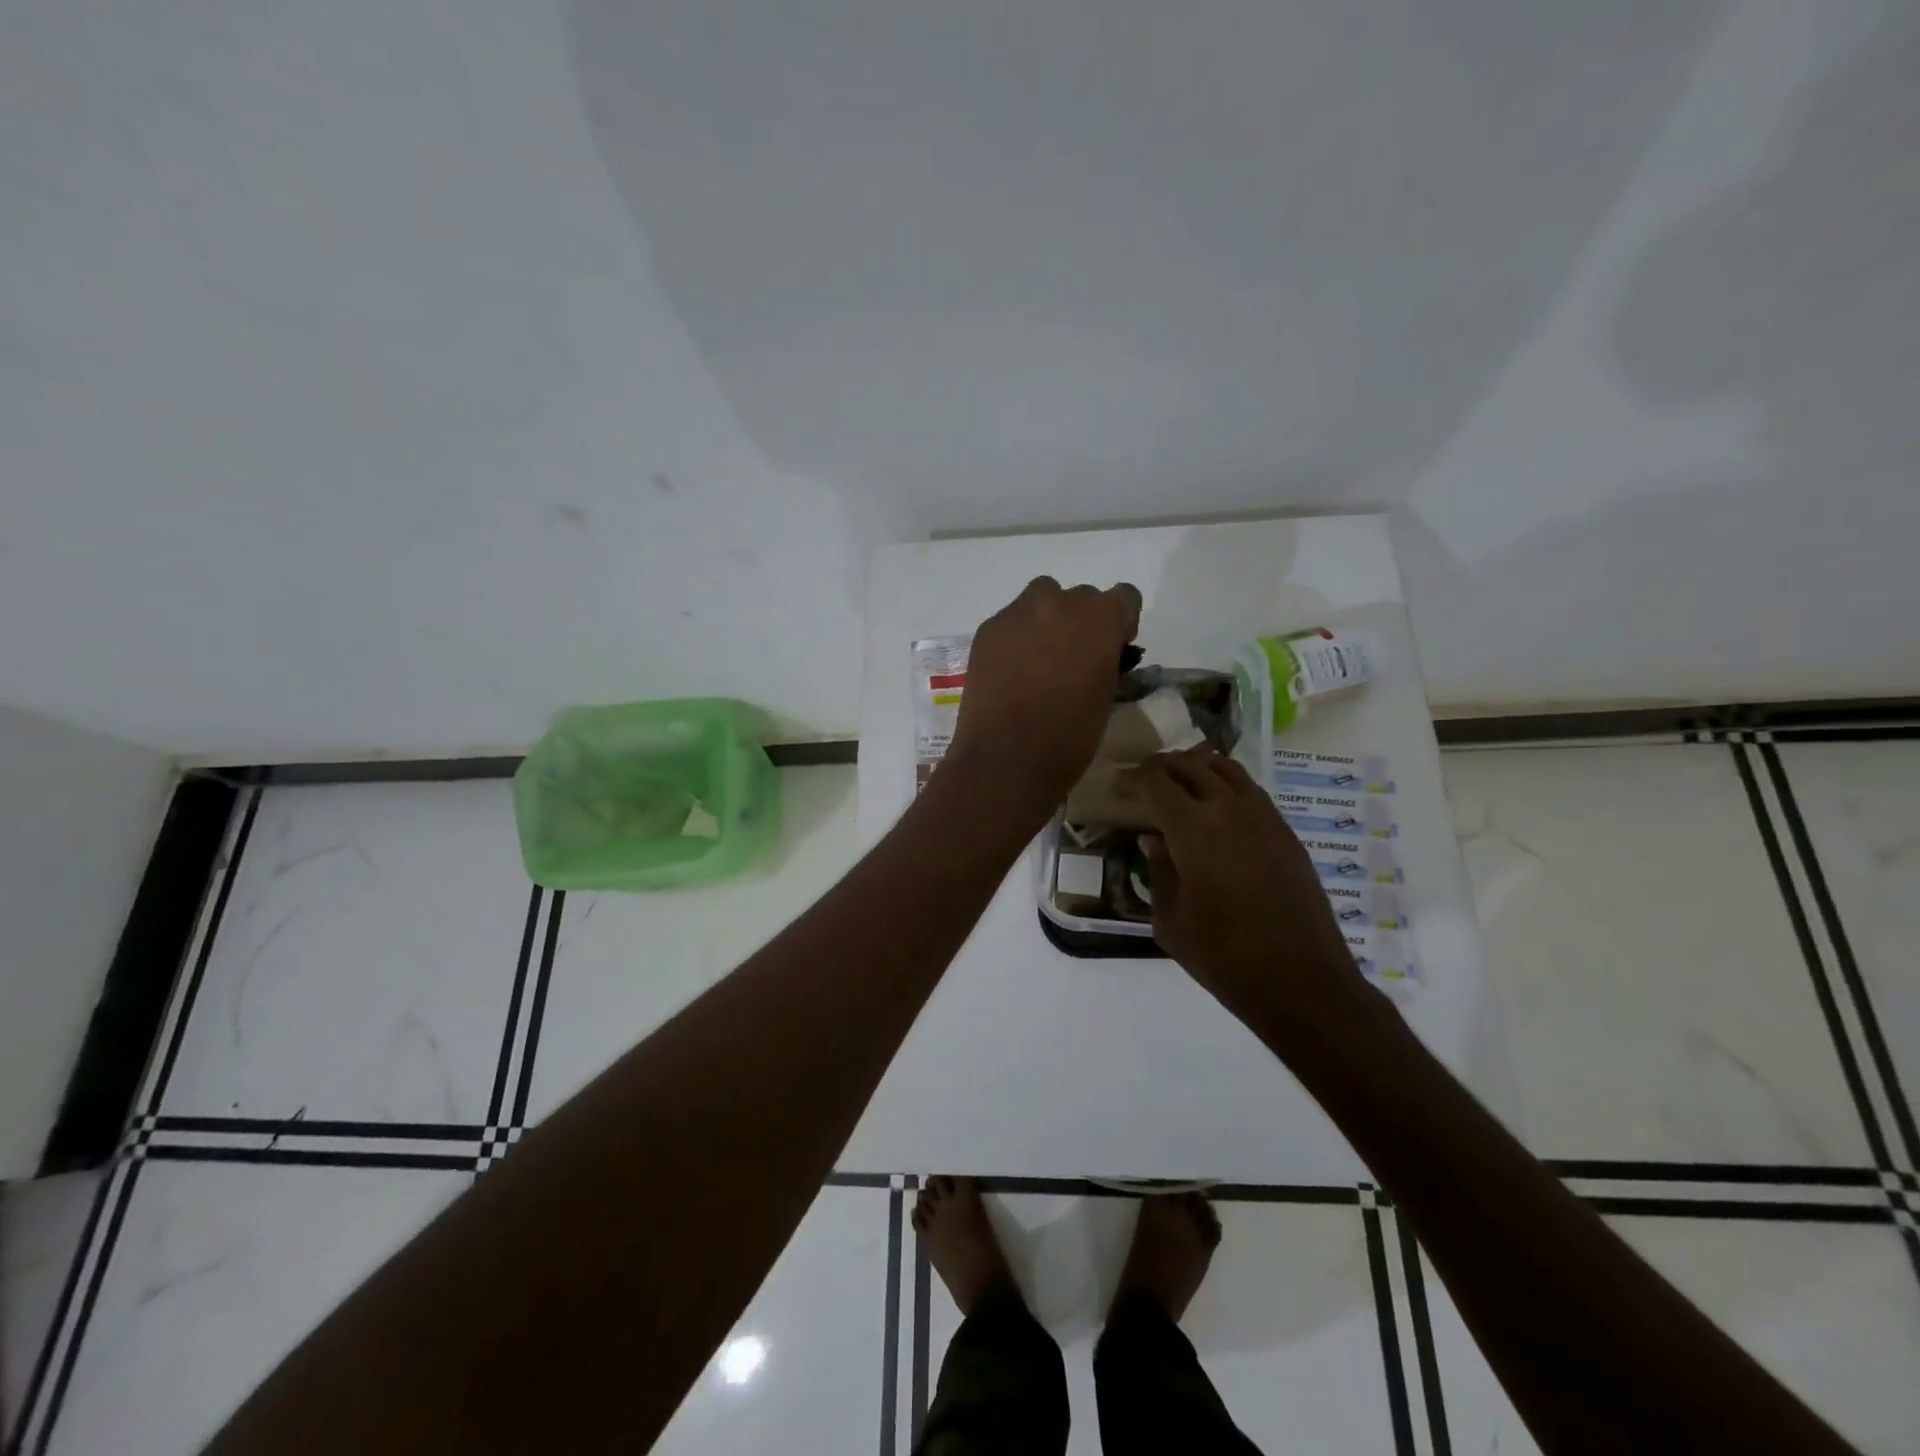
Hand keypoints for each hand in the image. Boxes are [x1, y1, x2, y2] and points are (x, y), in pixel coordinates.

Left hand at [946, 576, 1141, 822]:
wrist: (1006, 759)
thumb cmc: (1069, 737)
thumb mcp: (1106, 697)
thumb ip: (1106, 662)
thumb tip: (1098, 656)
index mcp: (1101, 618)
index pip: (1124, 597)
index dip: (1119, 623)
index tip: (1111, 650)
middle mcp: (1061, 602)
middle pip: (1080, 597)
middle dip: (1080, 622)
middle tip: (1071, 660)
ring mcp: (1018, 613)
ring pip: (1041, 600)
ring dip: (1046, 621)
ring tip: (1038, 661)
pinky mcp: (987, 629)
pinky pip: (1010, 622)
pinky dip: (1016, 638)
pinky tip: (1010, 672)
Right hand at [1138, 750, 1359, 1022]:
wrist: (1301, 982)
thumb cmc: (1224, 957)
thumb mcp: (1170, 921)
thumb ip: (1159, 872)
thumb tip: (1153, 840)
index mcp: (1193, 830)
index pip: (1156, 783)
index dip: (1133, 778)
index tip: (1118, 785)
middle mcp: (1230, 810)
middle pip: (1190, 766)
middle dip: (1161, 766)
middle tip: (1143, 777)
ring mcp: (1264, 817)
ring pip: (1226, 768)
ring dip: (1197, 766)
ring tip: (1179, 778)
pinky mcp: (1287, 833)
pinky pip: (1251, 790)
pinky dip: (1226, 783)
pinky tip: (1217, 803)